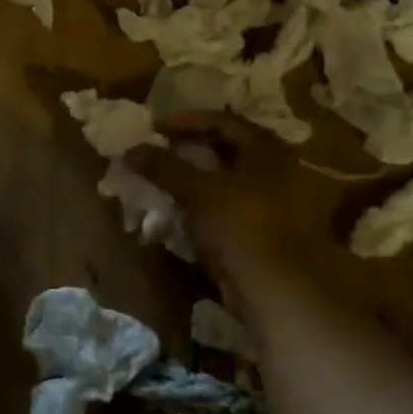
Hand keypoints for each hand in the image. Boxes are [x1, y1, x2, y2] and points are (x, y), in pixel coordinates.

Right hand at [126, 112, 326, 296]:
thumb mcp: (198, 191)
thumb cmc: (242, 226)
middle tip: (159, 150)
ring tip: (164, 181)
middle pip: (226, 150)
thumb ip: (164, 167)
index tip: (155, 128)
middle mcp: (277, 170)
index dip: (185, 121)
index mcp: (267, 150)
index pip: (222, 121)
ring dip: (195, 180)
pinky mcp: (267, 233)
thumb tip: (131, 149)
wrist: (281, 292)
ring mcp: (275, 203)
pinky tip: (181, 213)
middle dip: (190, 150)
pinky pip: (230, 209)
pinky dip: (205, 207)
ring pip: (227, 182)